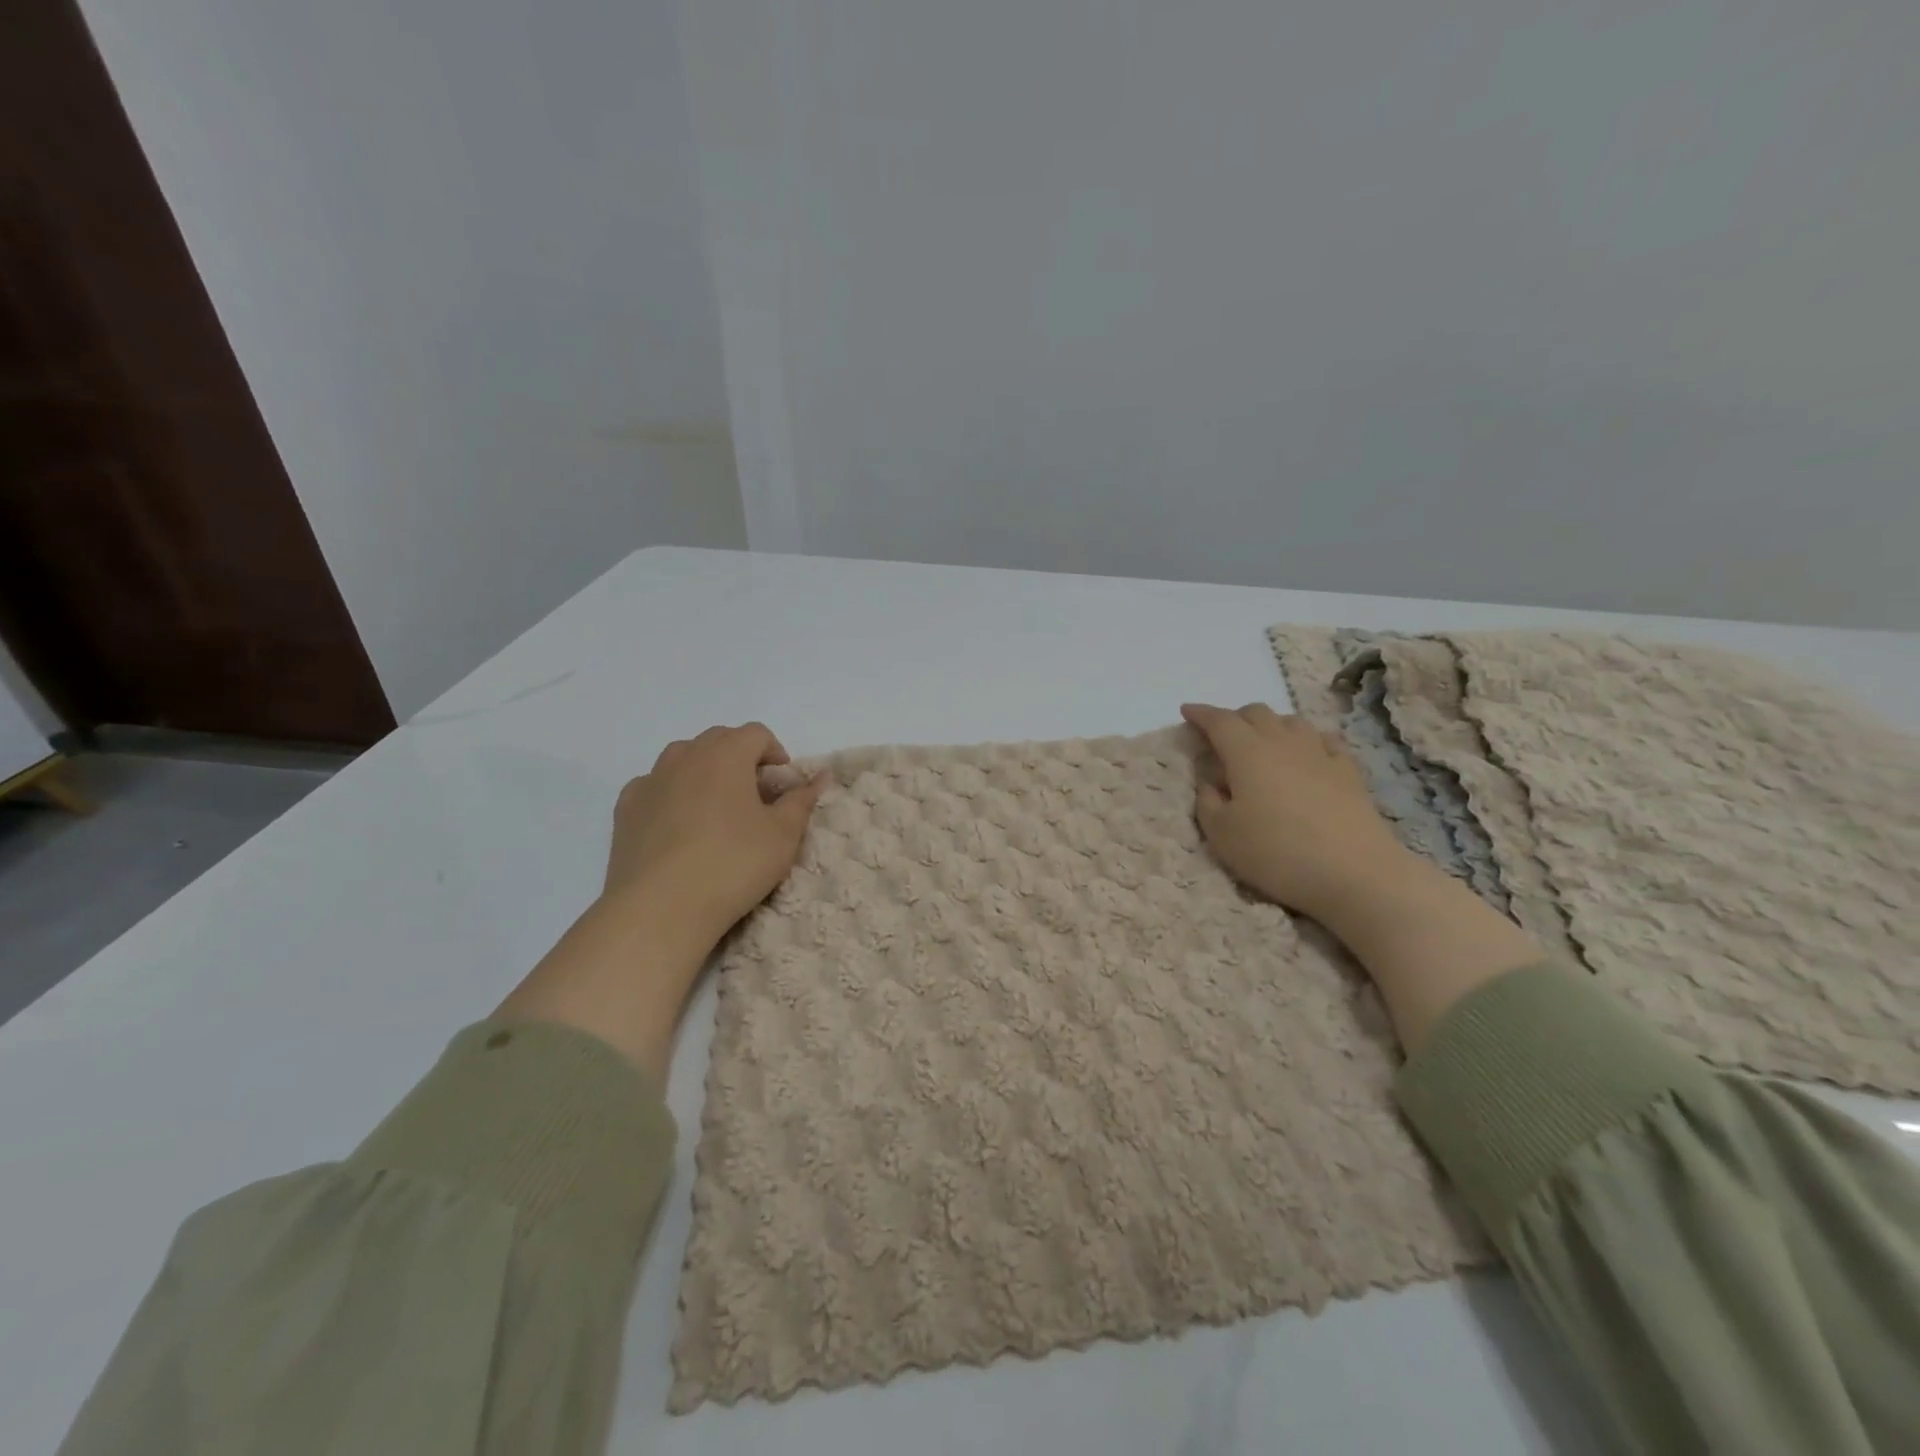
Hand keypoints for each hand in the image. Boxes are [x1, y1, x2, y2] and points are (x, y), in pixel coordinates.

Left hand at [603, 722, 825, 947]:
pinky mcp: (625, 809)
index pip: (756, 734)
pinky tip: (679, 826)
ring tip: (717, 809)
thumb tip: (820, 777)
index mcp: (726, 754)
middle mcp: (685, 756)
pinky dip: (672, 794)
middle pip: (719, 740)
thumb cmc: (733, 864)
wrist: (660, 908)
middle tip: (755, 796)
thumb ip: (801, 800)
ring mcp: (650, 780)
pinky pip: (655, 786)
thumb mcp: (783, 835)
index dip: (775, 752)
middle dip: (741, 758)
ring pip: (683, 759)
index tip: (783, 783)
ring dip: (705, 772)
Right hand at [1182, 700, 1543, 1051]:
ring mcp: (1320, 754)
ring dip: (1270, 725)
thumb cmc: (1277, 854)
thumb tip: (1211, 782)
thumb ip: (1208, 802)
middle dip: (1234, 718)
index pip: (1219, 721)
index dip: (1200, 714)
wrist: (1355, 874)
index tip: (1187, 711)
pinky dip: (1306, 740)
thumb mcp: (1222, 835)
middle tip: (1221, 736)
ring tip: (1262, 744)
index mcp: (1246, 753)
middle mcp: (1283, 743)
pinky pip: (1324, 740)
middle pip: (1256, 713)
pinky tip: (1307, 753)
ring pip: (1291, 722)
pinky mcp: (1349, 772)